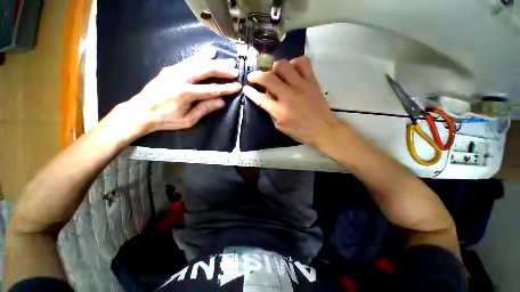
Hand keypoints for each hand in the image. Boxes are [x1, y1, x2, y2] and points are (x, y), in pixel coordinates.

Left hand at [117, 49, 241, 138]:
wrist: (140, 112)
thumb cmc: (166, 119)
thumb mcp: (188, 120)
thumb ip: (204, 109)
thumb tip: (221, 102)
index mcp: (185, 93)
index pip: (212, 89)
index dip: (226, 88)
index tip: (238, 86)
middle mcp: (180, 78)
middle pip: (206, 70)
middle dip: (222, 70)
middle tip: (235, 70)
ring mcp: (174, 71)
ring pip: (198, 62)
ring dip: (215, 61)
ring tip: (227, 60)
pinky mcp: (170, 69)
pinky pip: (189, 61)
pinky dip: (201, 57)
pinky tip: (209, 53)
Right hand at [243, 56, 340, 145]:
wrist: (322, 129)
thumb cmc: (300, 131)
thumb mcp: (280, 126)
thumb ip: (271, 111)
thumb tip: (266, 96)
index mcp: (279, 111)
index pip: (260, 98)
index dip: (250, 92)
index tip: (246, 87)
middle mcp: (288, 96)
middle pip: (268, 78)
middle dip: (256, 75)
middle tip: (254, 77)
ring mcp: (301, 86)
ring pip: (283, 65)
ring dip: (274, 67)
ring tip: (274, 73)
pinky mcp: (312, 81)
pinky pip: (303, 62)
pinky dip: (294, 63)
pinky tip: (292, 70)